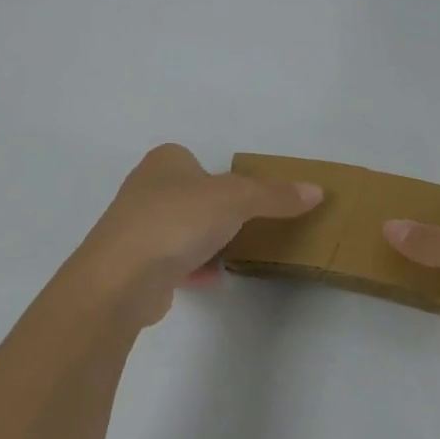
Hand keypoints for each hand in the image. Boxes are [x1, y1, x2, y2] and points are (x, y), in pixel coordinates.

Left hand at [75, 144, 322, 329]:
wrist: (123, 277)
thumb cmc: (178, 220)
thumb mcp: (237, 199)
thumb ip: (275, 195)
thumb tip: (316, 191)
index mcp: (164, 161)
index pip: (197, 160)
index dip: (220, 177)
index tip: (244, 198)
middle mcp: (145, 188)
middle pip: (190, 196)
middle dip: (214, 212)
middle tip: (244, 227)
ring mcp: (135, 227)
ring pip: (179, 229)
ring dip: (203, 241)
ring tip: (231, 253)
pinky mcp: (133, 265)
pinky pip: (170, 261)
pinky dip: (191, 268)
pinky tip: (210, 278)